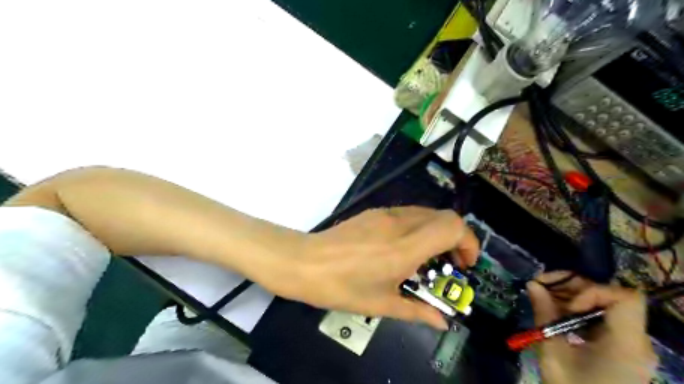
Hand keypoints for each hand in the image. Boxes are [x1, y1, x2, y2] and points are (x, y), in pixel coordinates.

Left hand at [260, 207, 475, 330]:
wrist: (303, 262)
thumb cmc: (342, 287)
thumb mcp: (381, 304)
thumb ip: (417, 311)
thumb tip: (441, 321)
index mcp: (405, 247)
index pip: (453, 226)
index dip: (468, 242)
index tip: (462, 265)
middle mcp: (399, 223)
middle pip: (444, 216)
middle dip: (455, 239)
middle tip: (447, 265)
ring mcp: (385, 214)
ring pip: (426, 213)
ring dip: (436, 233)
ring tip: (425, 258)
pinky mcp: (374, 212)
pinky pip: (407, 213)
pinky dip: (418, 228)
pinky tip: (402, 248)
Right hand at [525, 271, 653, 383]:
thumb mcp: (553, 351)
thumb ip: (545, 313)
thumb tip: (532, 284)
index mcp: (626, 344)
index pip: (625, 298)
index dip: (593, 292)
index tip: (569, 305)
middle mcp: (635, 340)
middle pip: (609, 296)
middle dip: (573, 287)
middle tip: (542, 286)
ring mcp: (628, 343)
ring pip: (602, 304)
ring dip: (571, 295)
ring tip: (544, 297)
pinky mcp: (618, 347)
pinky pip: (600, 317)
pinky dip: (577, 309)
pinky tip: (555, 311)